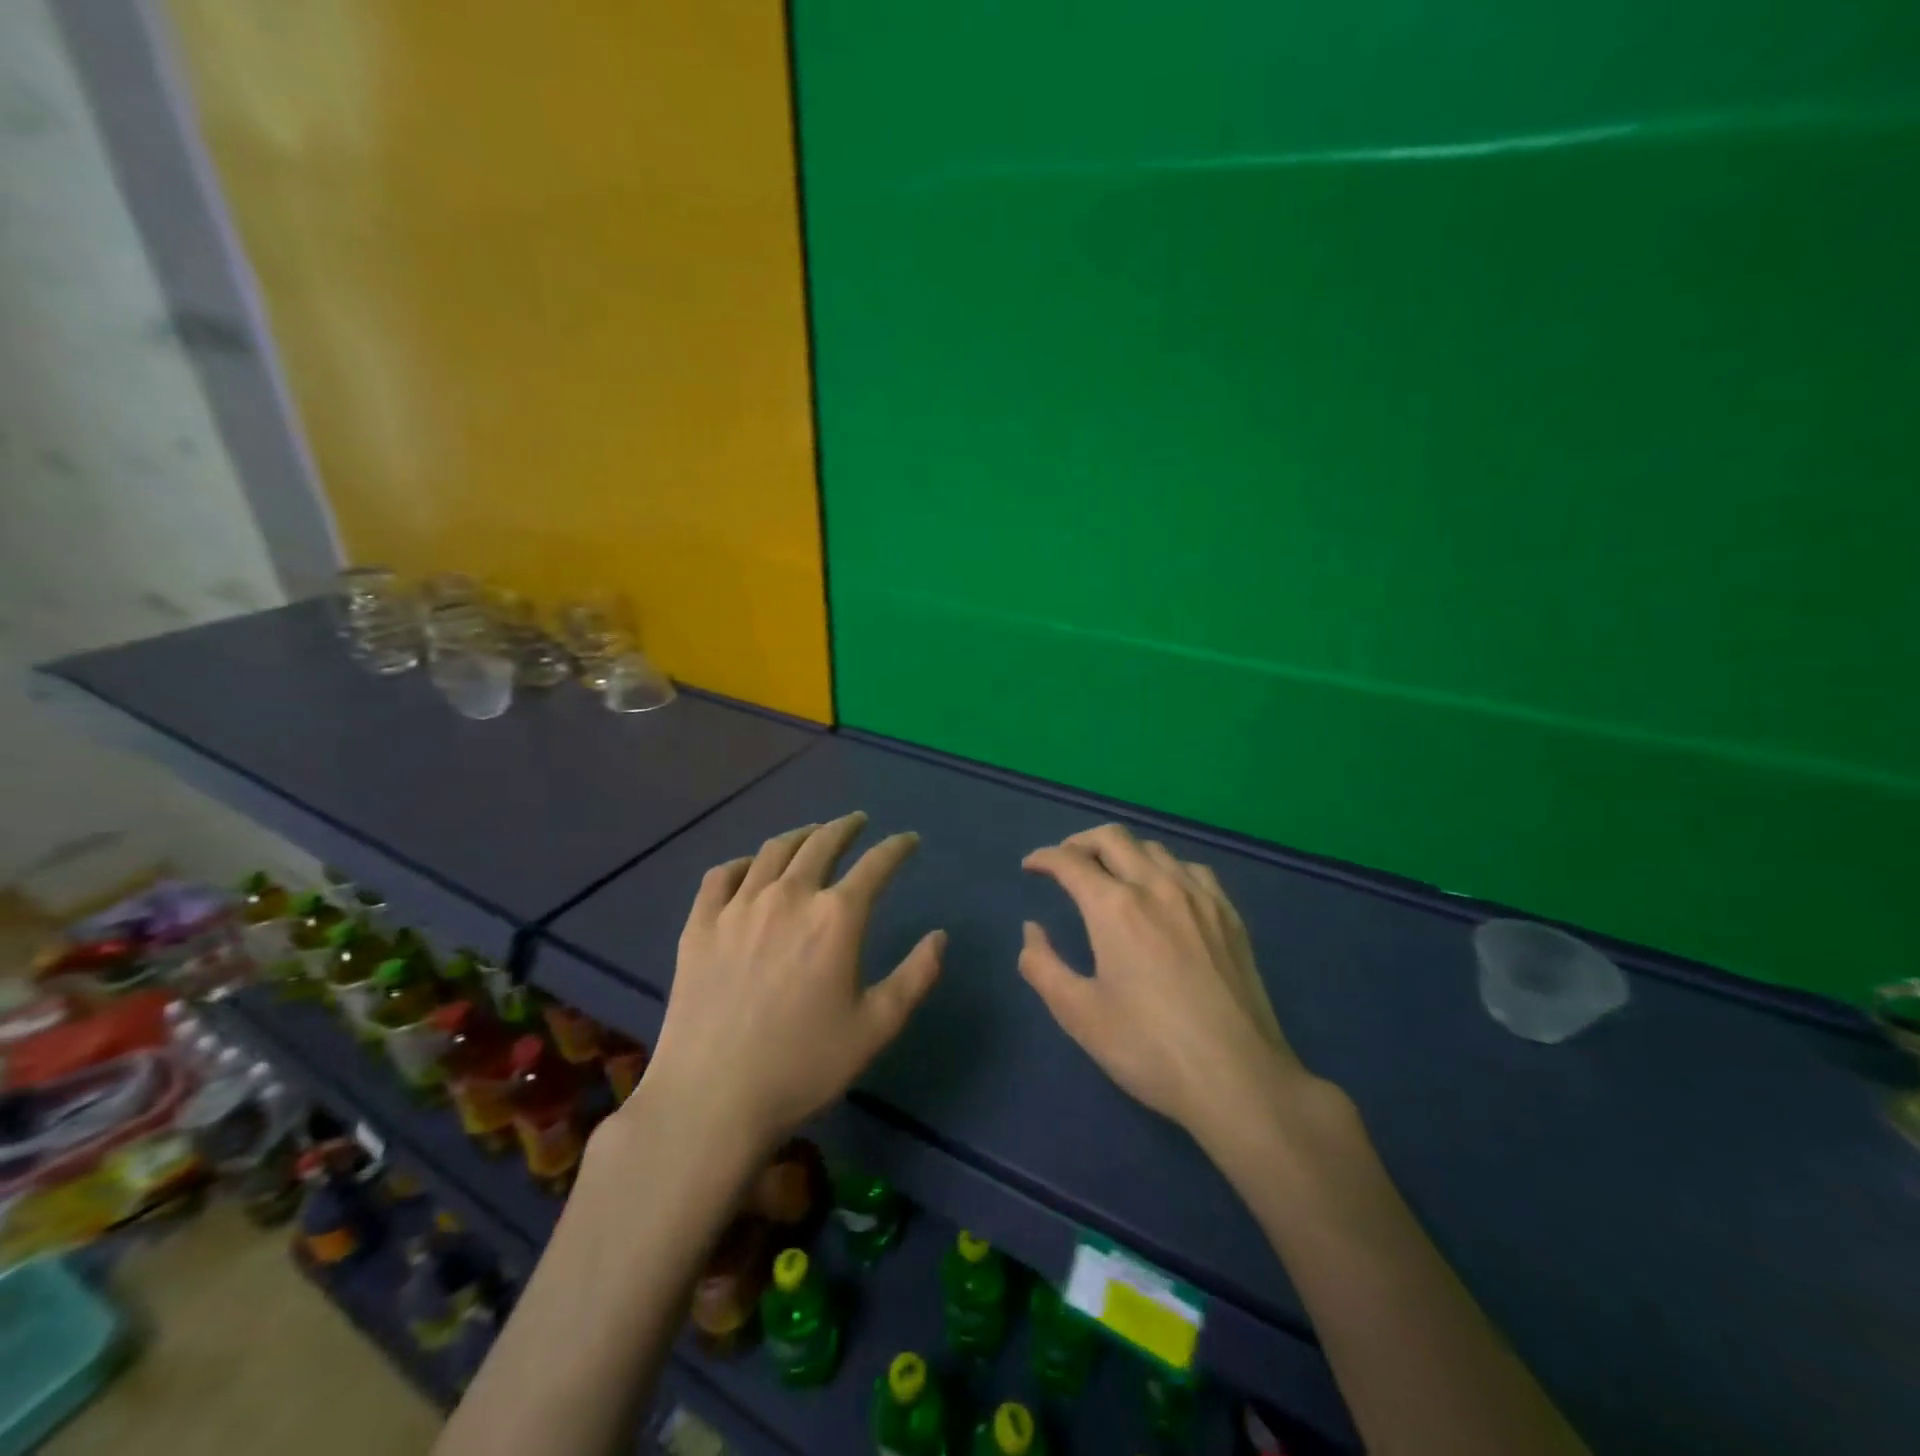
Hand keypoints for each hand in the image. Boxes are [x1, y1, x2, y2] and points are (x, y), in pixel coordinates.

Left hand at [645, 813, 945, 1151]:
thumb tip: (940, 936)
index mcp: (836, 917)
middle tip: (857, 822)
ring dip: (800, 835)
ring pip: (773, 850)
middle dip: (845, 827)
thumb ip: (915, 976)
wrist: (712, 1099)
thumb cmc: (803, 1066)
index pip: (876, 864)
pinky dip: (743, 863)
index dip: (897, 847)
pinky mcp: (700, 924)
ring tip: (811, 835)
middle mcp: (789, 896)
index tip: (908, 840)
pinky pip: (722, 875)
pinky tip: (750, 868)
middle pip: (822, 843)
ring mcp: (739, 906)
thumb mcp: (876, 1027)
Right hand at [1020, 822, 1307, 1141]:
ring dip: (1122, 851)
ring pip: (1153, 848)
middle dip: (1079, 842)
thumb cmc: (1149, 1048)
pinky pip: (1191, 868)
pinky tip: (1164, 890)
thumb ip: (1042, 965)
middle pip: (1112, 838)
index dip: (1043, 858)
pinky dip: (1165, 867)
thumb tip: (1032, 929)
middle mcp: (1156, 886)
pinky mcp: (1228, 914)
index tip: (1030, 867)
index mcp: (1115, 907)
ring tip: (1110, 874)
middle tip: (1064, 863)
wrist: (1238, 1078)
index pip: (1070, 861)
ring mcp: (1199, 896)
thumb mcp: (1079, 1014)